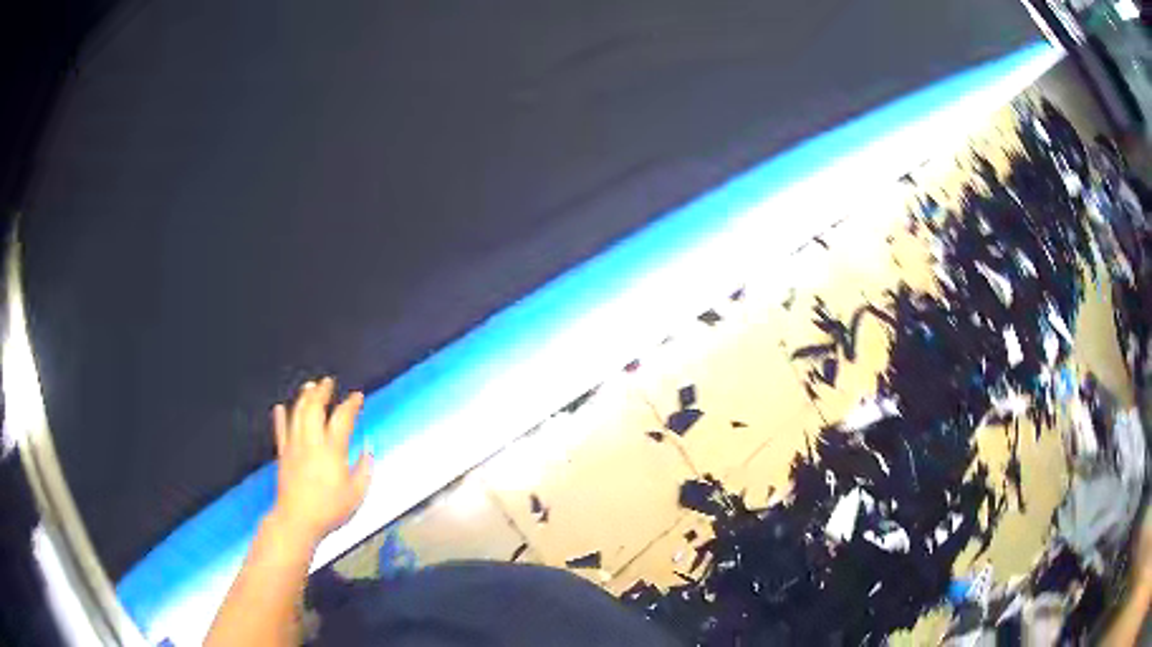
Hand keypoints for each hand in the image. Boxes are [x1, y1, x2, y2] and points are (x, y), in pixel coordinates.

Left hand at [268, 377, 372, 545]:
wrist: (298, 520)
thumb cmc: (330, 509)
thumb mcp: (357, 494)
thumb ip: (365, 469)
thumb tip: (369, 449)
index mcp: (332, 450)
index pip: (342, 418)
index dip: (351, 404)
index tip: (357, 396)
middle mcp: (312, 442)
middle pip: (314, 408)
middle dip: (322, 392)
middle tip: (328, 382)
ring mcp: (294, 446)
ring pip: (297, 414)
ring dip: (304, 398)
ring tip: (309, 387)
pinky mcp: (283, 455)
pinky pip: (281, 430)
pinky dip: (280, 417)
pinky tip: (280, 407)